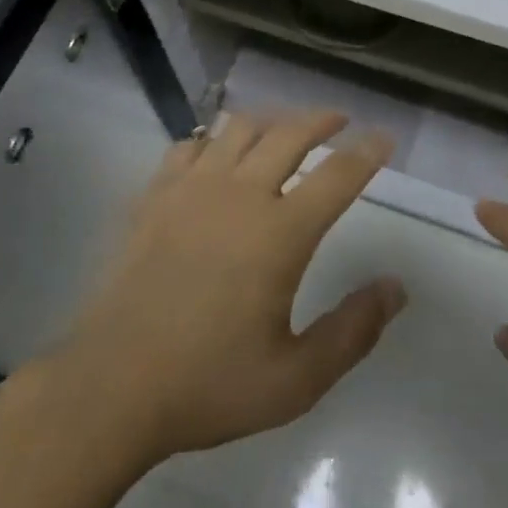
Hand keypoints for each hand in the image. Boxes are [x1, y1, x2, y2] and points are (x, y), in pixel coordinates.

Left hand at [50, 110, 406, 465]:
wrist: (111, 387)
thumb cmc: (209, 384)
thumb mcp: (296, 379)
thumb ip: (353, 331)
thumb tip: (396, 288)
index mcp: (280, 233)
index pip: (338, 175)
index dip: (367, 152)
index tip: (384, 137)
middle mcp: (240, 195)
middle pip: (290, 134)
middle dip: (321, 120)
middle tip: (339, 120)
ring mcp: (192, 189)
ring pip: (239, 128)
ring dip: (270, 120)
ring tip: (283, 128)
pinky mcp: (154, 197)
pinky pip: (189, 146)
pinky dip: (212, 140)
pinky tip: (215, 154)